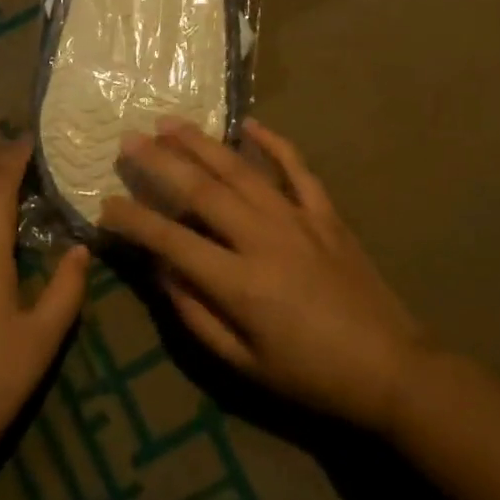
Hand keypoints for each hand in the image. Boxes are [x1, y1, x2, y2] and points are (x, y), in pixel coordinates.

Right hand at [100, 119, 432, 430]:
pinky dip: (273, 143)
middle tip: (128, 140)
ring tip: (169, 123)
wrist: (393, 370)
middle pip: (202, 190)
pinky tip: (249, 124)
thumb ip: (196, 315)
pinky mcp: (325, 214)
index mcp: (240, 283)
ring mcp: (298, 220)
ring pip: (241, 170)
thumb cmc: (311, 376)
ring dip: (202, 144)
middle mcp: (264, 239)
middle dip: (160, 162)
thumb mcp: (244, 364)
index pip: (171, 240)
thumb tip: (161, 271)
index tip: (106, 204)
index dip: (134, 220)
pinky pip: (297, 169)